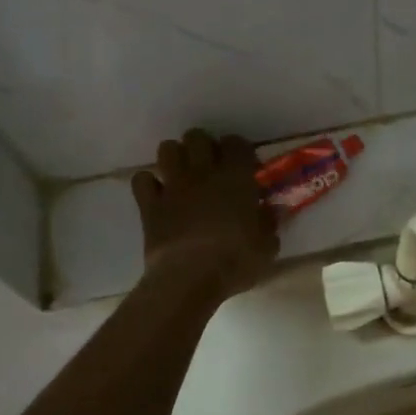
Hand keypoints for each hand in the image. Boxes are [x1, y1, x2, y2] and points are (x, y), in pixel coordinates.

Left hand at [132, 130, 279, 298]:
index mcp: (235, 178)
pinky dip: (149, 183)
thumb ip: (269, 223)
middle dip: (204, 146)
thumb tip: (273, 210)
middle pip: (197, 137)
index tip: (245, 166)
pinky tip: (158, 195)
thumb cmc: (235, 261)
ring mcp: (173, 186)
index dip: (239, 150)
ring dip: (175, 157)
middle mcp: (202, 173)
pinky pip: (142, 180)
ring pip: (167, 149)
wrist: (189, 277)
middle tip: (212, 166)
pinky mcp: (149, 205)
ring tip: (184, 175)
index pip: (236, 143)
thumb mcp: (266, 246)